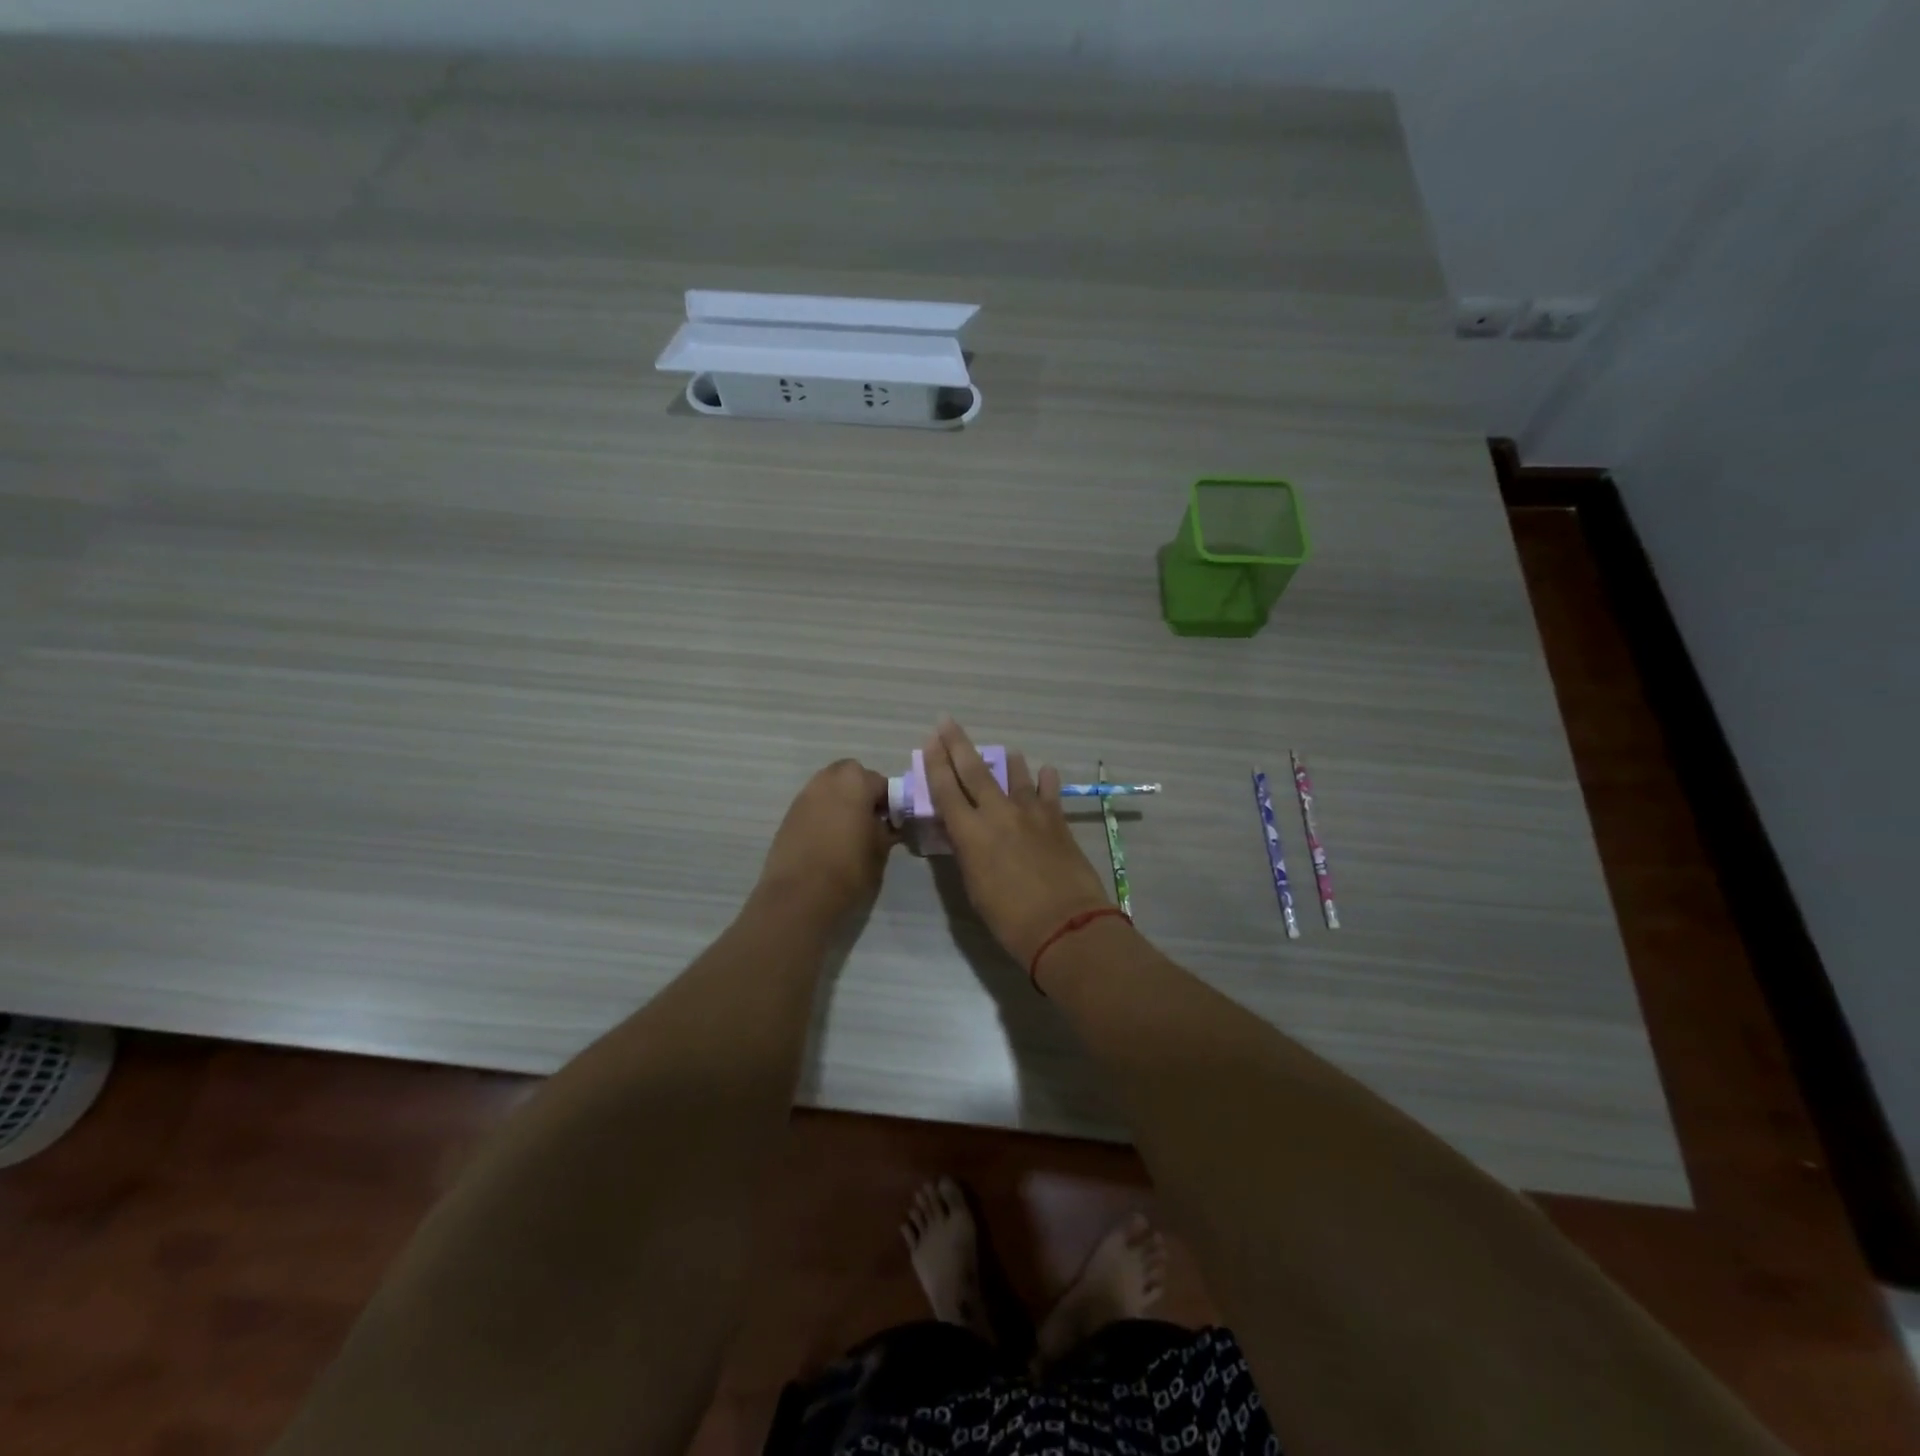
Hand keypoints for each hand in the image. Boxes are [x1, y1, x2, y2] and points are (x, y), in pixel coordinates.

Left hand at [758, 759, 896, 919]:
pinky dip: (823, 816)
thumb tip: (888, 824)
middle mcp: (826, 780)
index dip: (890, 803)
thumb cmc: (849, 870)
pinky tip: (828, 842)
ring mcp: (803, 797)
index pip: (881, 783)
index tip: (893, 824)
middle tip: (870, 822)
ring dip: (840, 802)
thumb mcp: (880, 851)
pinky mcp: (787, 817)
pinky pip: (813, 807)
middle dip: (862, 793)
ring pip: (828, 789)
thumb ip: (886, 830)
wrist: (799, 898)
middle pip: (850, 776)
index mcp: (855, 782)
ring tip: (849, 833)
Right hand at [921, 719, 1114, 966]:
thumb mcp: (975, 888)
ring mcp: (1031, 814)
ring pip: (1016, 776)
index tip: (929, 740)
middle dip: (958, 745)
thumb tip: (967, 836)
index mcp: (971, 834)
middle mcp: (998, 814)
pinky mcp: (1058, 821)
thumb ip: (969, 854)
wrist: (1065, 925)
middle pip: (974, 772)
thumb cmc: (1010, 920)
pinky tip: (1047, 770)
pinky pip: (1050, 793)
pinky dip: (1046, 781)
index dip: (935, 764)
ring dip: (1008, 762)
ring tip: (1007, 752)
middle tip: (948, 722)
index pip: (946, 790)